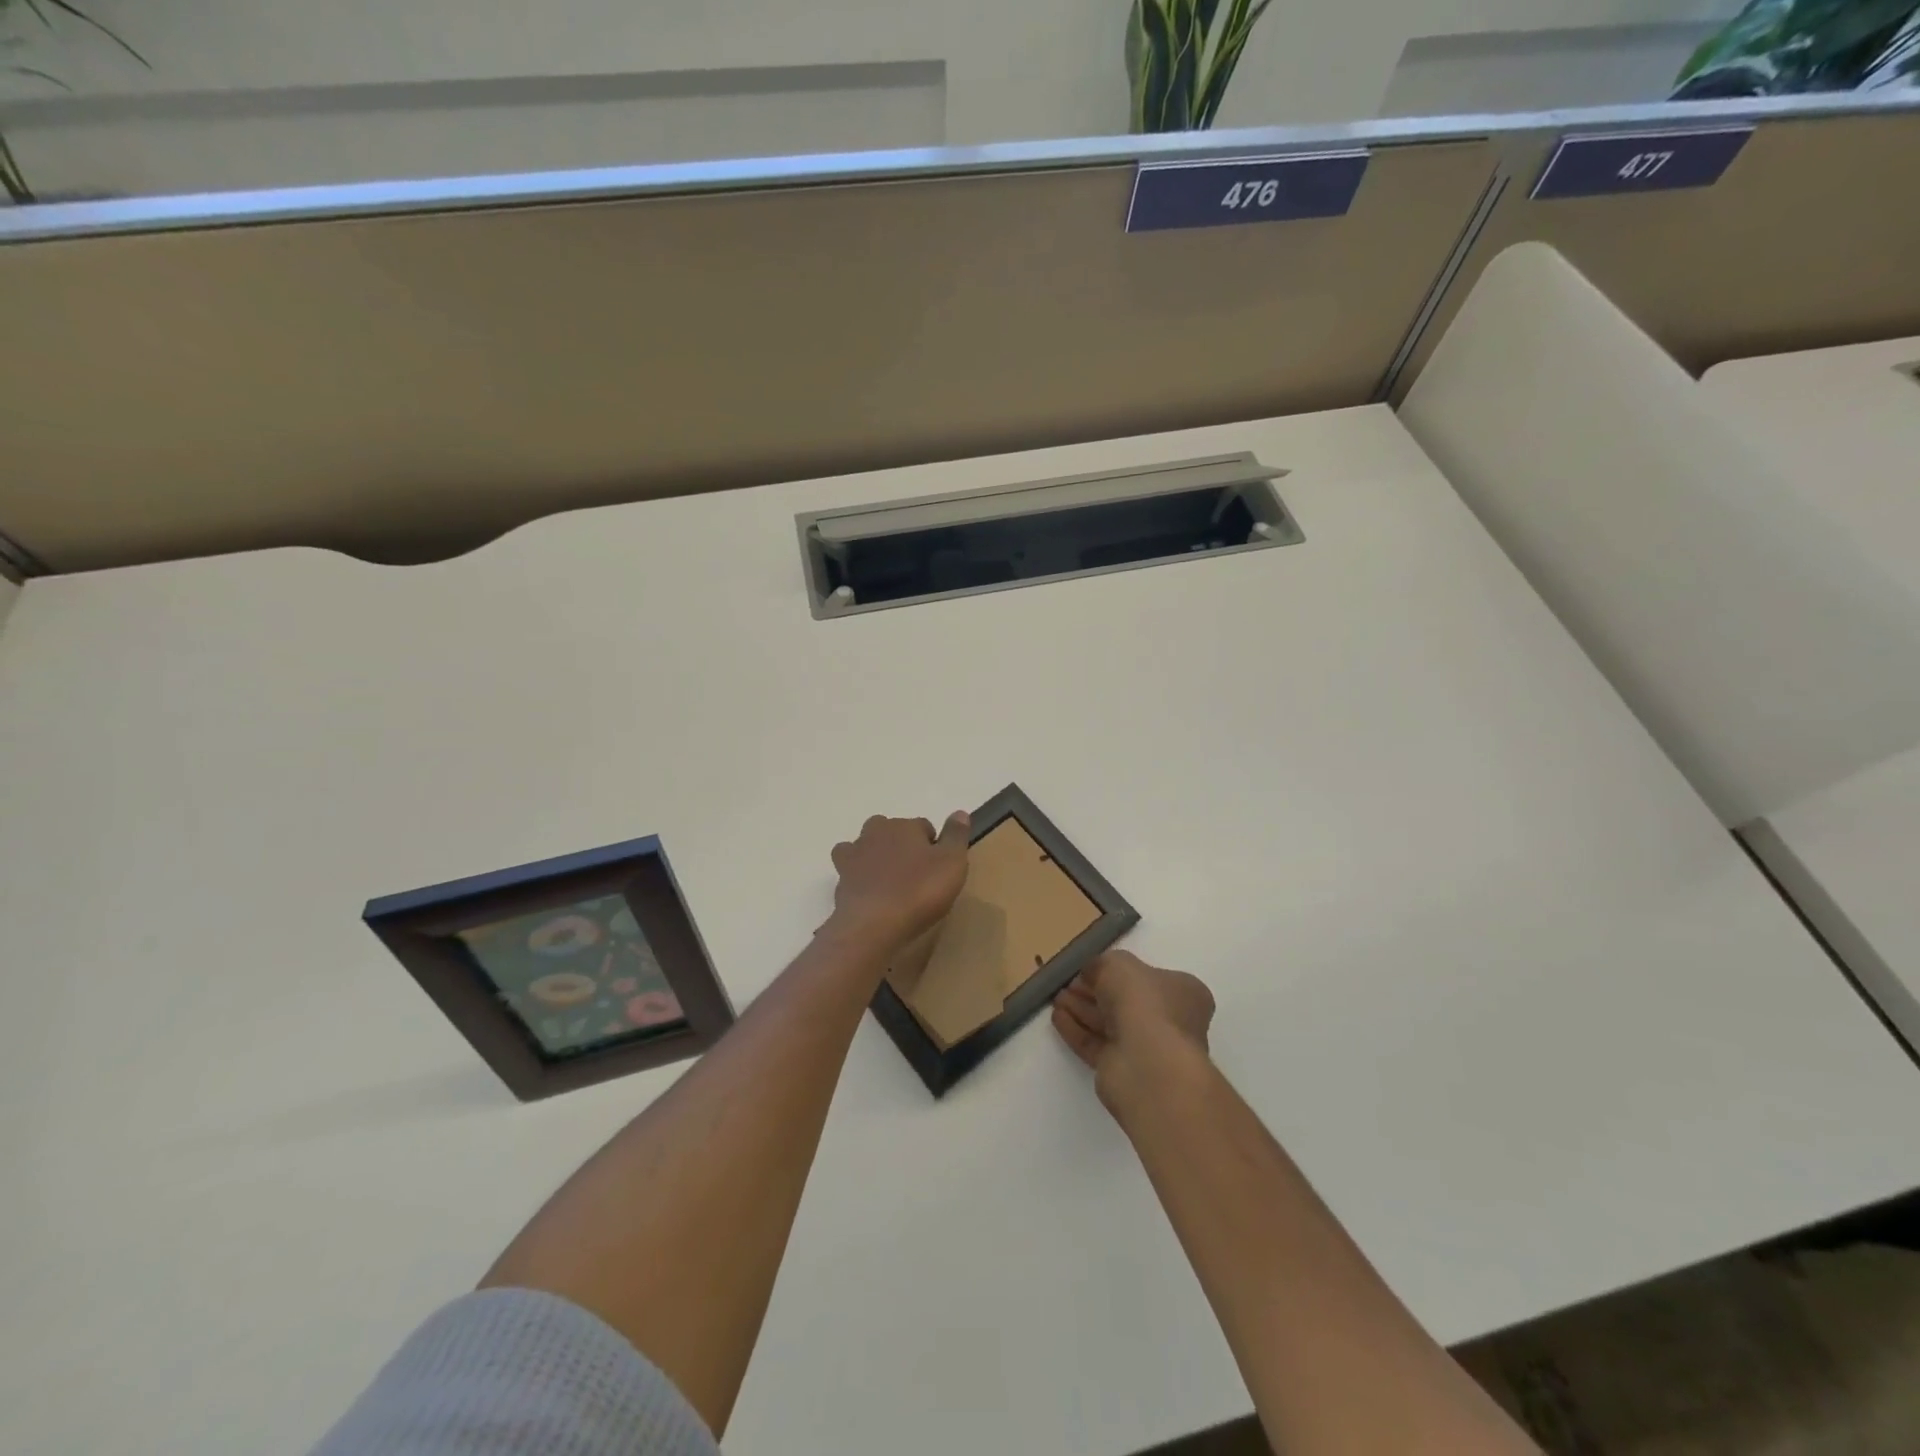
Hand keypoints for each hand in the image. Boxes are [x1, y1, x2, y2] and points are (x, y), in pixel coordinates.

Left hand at [828, 811, 971, 951]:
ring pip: (866, 845)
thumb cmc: (919, 891)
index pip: (923, 826)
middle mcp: (877, 832)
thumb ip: (956, 836)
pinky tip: (868, 892)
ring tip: (889, 880)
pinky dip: (858, 876)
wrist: (873, 924)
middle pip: (892, 831)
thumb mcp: (952, 863)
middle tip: (915, 873)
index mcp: (905, 826)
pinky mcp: (840, 878)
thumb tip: (960, 812)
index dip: (933, 845)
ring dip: (875, 856)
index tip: (939, 868)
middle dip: (902, 845)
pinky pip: (850, 870)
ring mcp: (854, 855)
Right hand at [1052, 950, 1215, 1110]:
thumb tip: (1091, 973)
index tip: (1087, 968)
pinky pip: (1097, 1045)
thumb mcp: (1118, 964)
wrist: (1149, 1063)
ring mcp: (1147, 1048)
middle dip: (1093, 991)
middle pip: (1124, 1001)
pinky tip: (1057, 1018)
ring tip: (1056, 999)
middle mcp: (1169, 1021)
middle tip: (1067, 983)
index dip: (1115, 971)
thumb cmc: (1144, 1002)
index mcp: (1182, 992)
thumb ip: (1101, 964)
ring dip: (1081, 1009)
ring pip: (1108, 1023)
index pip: (1146, 977)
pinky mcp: (1124, 1071)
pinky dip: (1077, 1030)